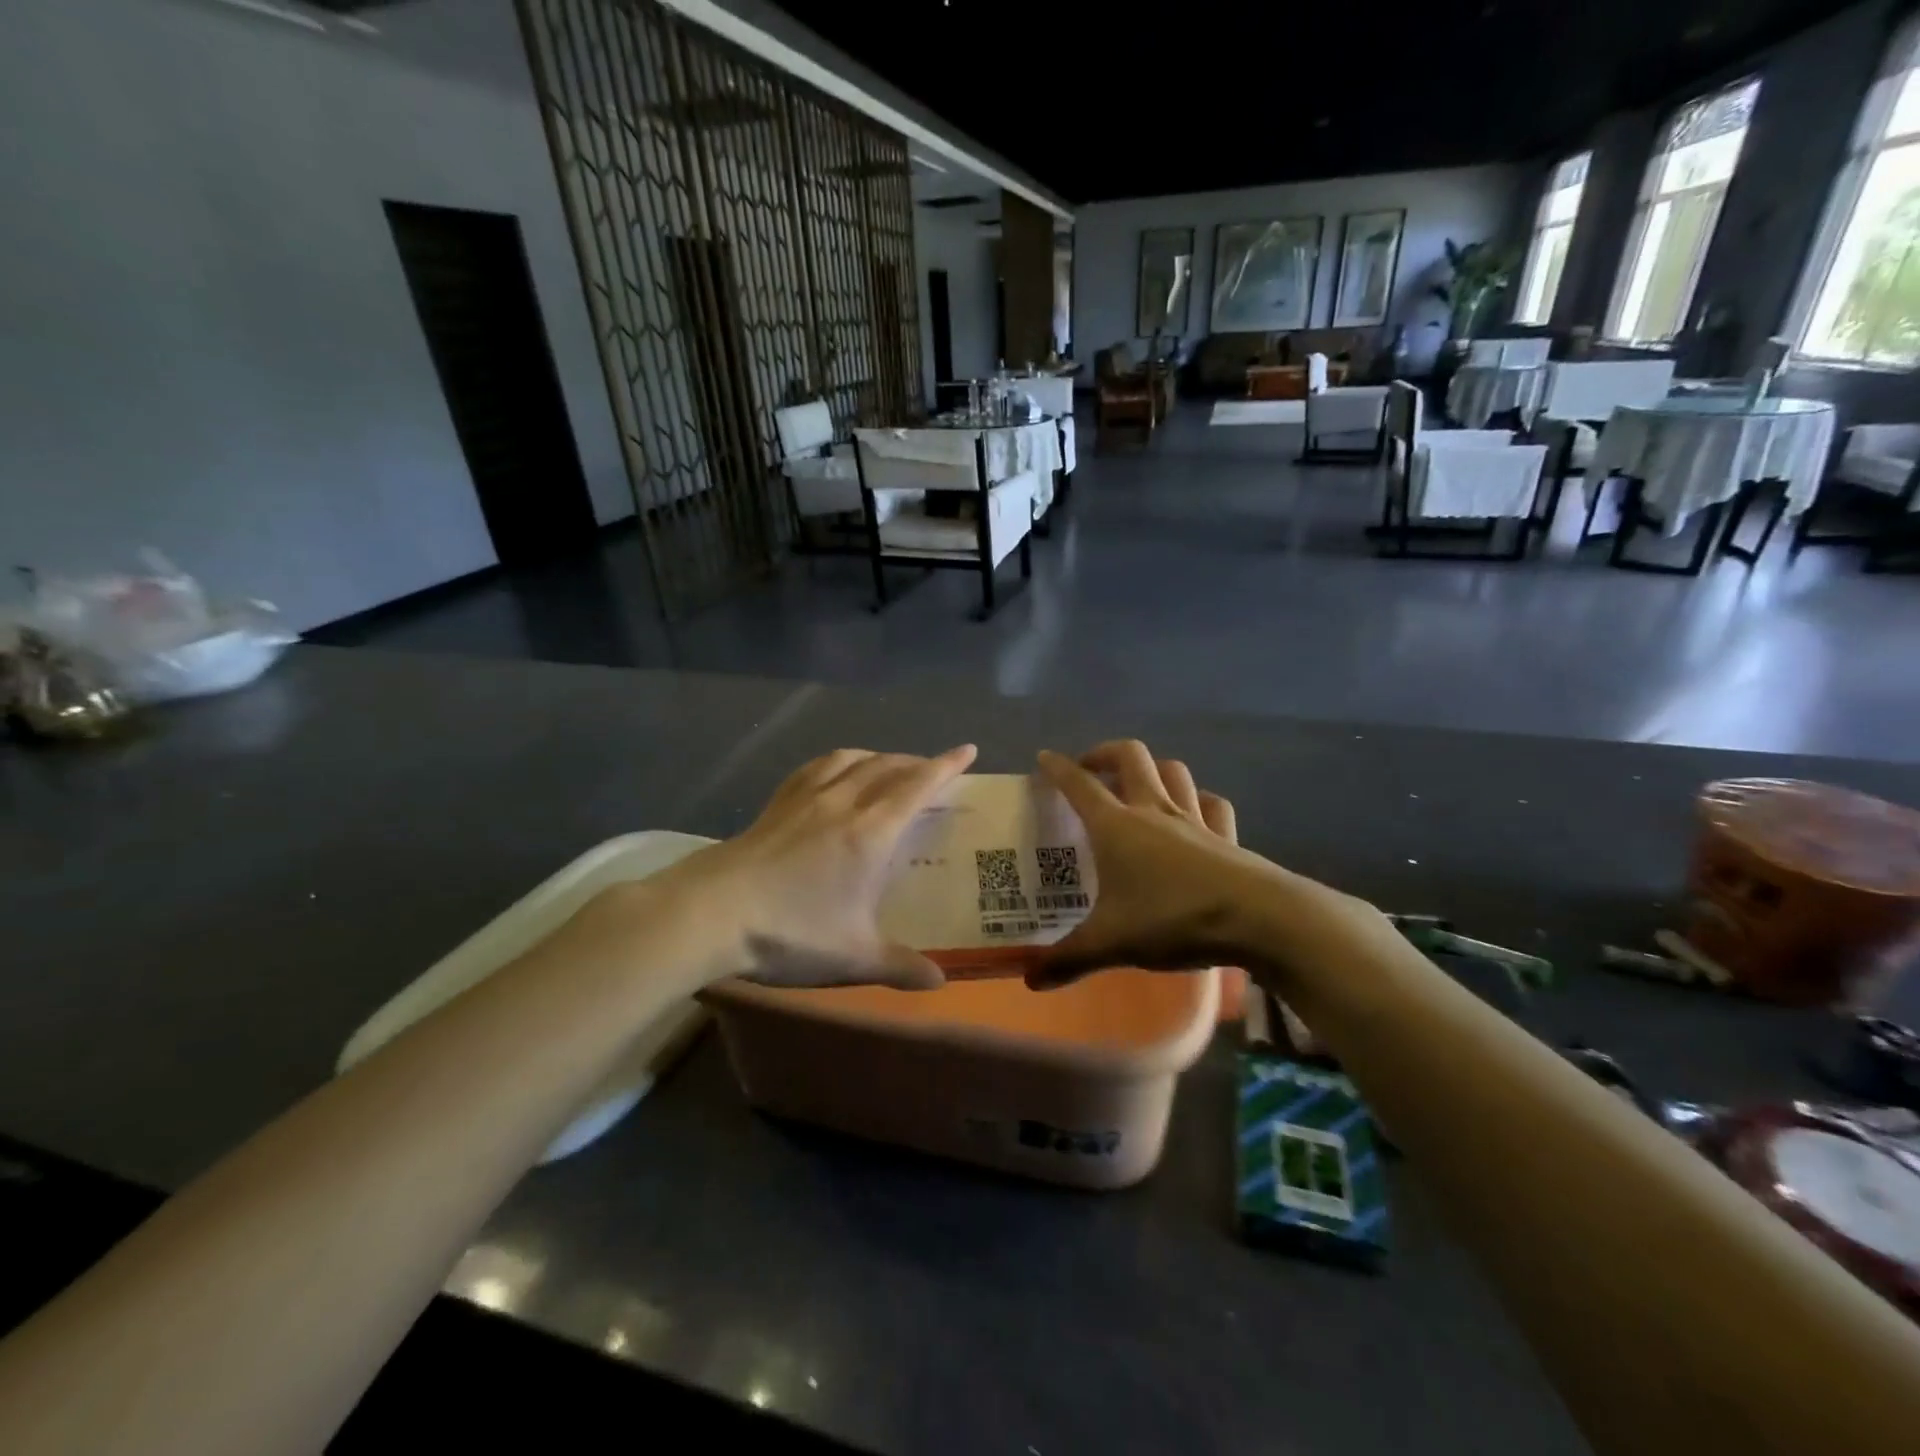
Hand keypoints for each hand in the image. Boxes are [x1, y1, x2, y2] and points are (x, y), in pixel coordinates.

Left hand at [652, 745, 976, 990]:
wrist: (710, 914)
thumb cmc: (789, 933)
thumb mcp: (852, 957)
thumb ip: (900, 966)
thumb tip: (940, 980)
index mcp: (870, 833)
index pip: (917, 787)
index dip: (946, 766)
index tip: (968, 750)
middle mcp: (842, 804)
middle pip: (886, 767)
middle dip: (916, 761)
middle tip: (932, 767)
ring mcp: (804, 799)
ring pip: (850, 760)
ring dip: (877, 756)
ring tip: (886, 764)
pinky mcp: (775, 805)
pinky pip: (814, 768)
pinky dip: (836, 762)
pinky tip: (832, 774)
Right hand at [1026, 741, 1260, 987]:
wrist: (1258, 919)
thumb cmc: (1173, 919)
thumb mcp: (1112, 943)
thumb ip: (1068, 959)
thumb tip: (1028, 980)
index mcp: (1116, 826)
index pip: (1079, 784)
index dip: (1058, 768)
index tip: (1044, 758)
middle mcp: (1153, 810)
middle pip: (1129, 757)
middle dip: (1105, 753)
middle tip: (1090, 769)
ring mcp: (1194, 818)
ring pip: (1172, 770)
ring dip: (1152, 768)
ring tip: (1138, 784)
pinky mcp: (1226, 835)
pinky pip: (1211, 802)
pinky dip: (1197, 798)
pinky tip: (1193, 811)